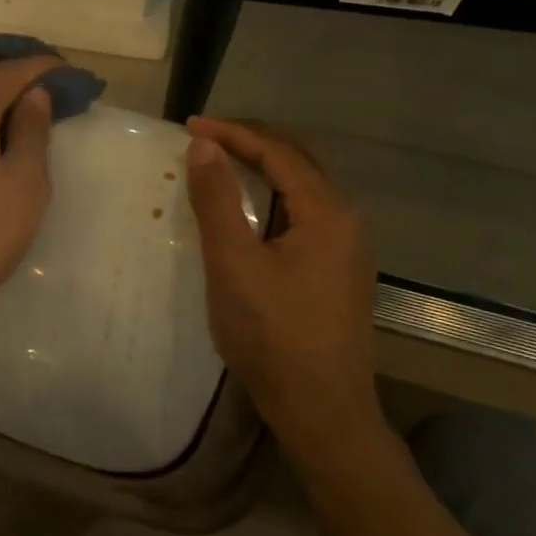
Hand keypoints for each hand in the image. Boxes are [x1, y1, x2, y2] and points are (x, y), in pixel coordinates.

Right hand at [184, 117, 384, 460]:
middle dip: (253, 141)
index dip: (233, 134)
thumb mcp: (233, 263)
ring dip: (265, 167)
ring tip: (222, 163)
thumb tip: (203, 145)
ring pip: (305, 187)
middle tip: (206, 137)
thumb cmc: (272, 334)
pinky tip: (249, 210)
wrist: (320, 409)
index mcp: (327, 212)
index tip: (188, 126)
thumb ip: (218, 200)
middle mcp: (346, 221)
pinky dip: (273, 196)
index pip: (278, 152)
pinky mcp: (337, 271)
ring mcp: (346, 248)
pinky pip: (304, 213)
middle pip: (300, 160)